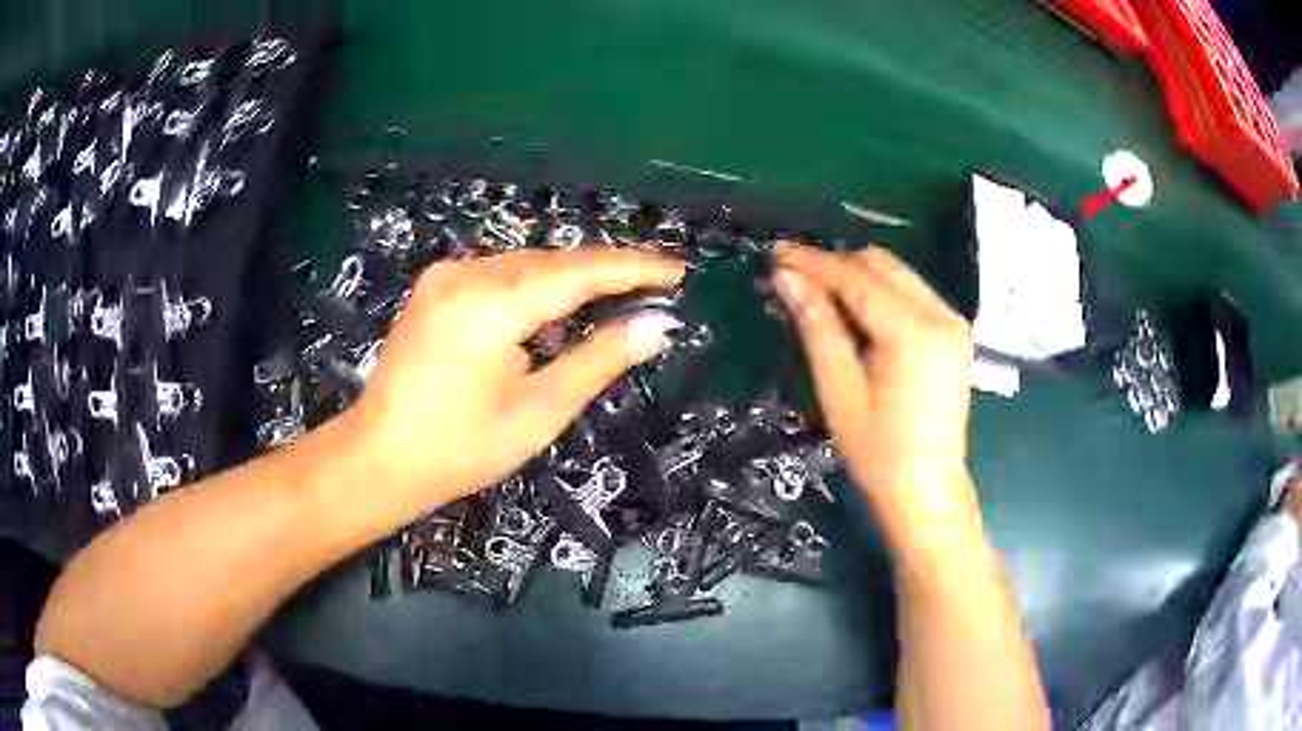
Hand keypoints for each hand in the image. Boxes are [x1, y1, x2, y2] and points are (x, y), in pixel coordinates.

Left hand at [338, 248, 684, 527]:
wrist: (379, 459)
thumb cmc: (460, 449)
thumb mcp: (539, 411)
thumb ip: (599, 361)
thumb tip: (656, 328)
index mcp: (492, 304)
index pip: (581, 271)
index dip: (635, 269)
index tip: (679, 272)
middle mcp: (467, 273)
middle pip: (554, 261)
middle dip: (606, 274)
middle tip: (655, 290)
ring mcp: (446, 276)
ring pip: (527, 265)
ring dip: (571, 280)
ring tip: (616, 300)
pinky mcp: (435, 287)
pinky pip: (500, 274)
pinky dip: (536, 287)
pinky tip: (555, 310)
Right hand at [771, 243, 977, 545]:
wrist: (928, 490)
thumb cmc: (879, 454)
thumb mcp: (840, 392)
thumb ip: (817, 327)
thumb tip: (787, 277)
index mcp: (914, 332)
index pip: (856, 279)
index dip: (813, 263)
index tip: (775, 255)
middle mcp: (941, 316)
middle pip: (880, 265)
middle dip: (834, 265)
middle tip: (790, 276)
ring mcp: (952, 323)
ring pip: (896, 274)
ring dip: (854, 276)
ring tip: (815, 292)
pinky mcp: (952, 334)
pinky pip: (910, 294)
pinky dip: (877, 293)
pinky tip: (851, 312)